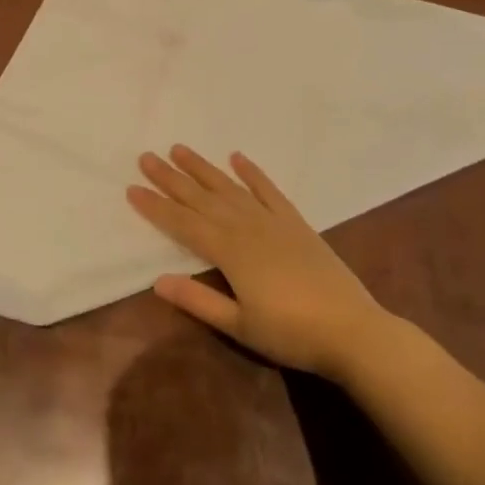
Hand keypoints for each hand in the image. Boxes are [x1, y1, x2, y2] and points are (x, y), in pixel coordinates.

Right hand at [128, 146, 390, 377]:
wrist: (353, 331)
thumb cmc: (292, 334)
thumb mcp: (240, 326)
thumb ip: (198, 301)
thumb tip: (157, 280)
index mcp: (230, 252)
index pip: (183, 224)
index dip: (156, 207)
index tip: (132, 188)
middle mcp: (246, 228)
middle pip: (201, 198)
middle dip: (171, 178)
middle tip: (146, 157)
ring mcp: (272, 222)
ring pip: (229, 188)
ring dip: (203, 168)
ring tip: (179, 149)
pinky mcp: (296, 223)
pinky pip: (269, 191)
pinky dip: (252, 173)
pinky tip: (237, 157)